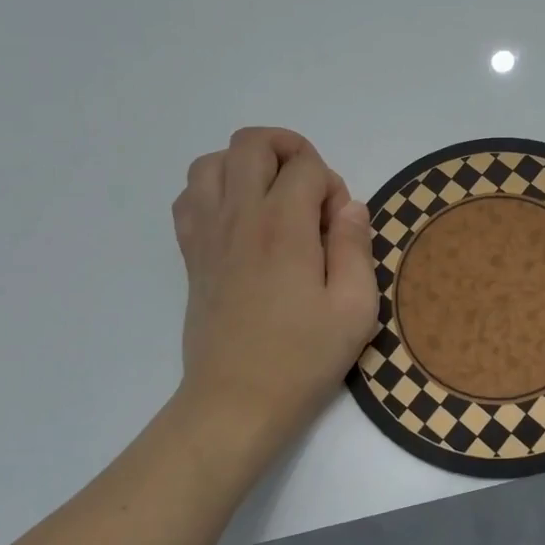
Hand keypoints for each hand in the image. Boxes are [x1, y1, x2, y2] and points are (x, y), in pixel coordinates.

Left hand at [173, 128, 377, 464]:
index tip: (338, 225)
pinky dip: (213, 190)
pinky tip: (238, 219)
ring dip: (246, 166)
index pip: (305, 165)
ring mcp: (207, 233)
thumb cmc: (302, 358)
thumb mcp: (355, 308)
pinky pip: (189, 196)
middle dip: (289, 151)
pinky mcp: (191, 254)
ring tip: (272, 199)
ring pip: (212, 161)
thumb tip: (349, 206)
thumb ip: (356, 246)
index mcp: (283, 227)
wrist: (235, 402)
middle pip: (252, 143)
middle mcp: (239, 217)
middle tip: (309, 193)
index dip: (331, 184)